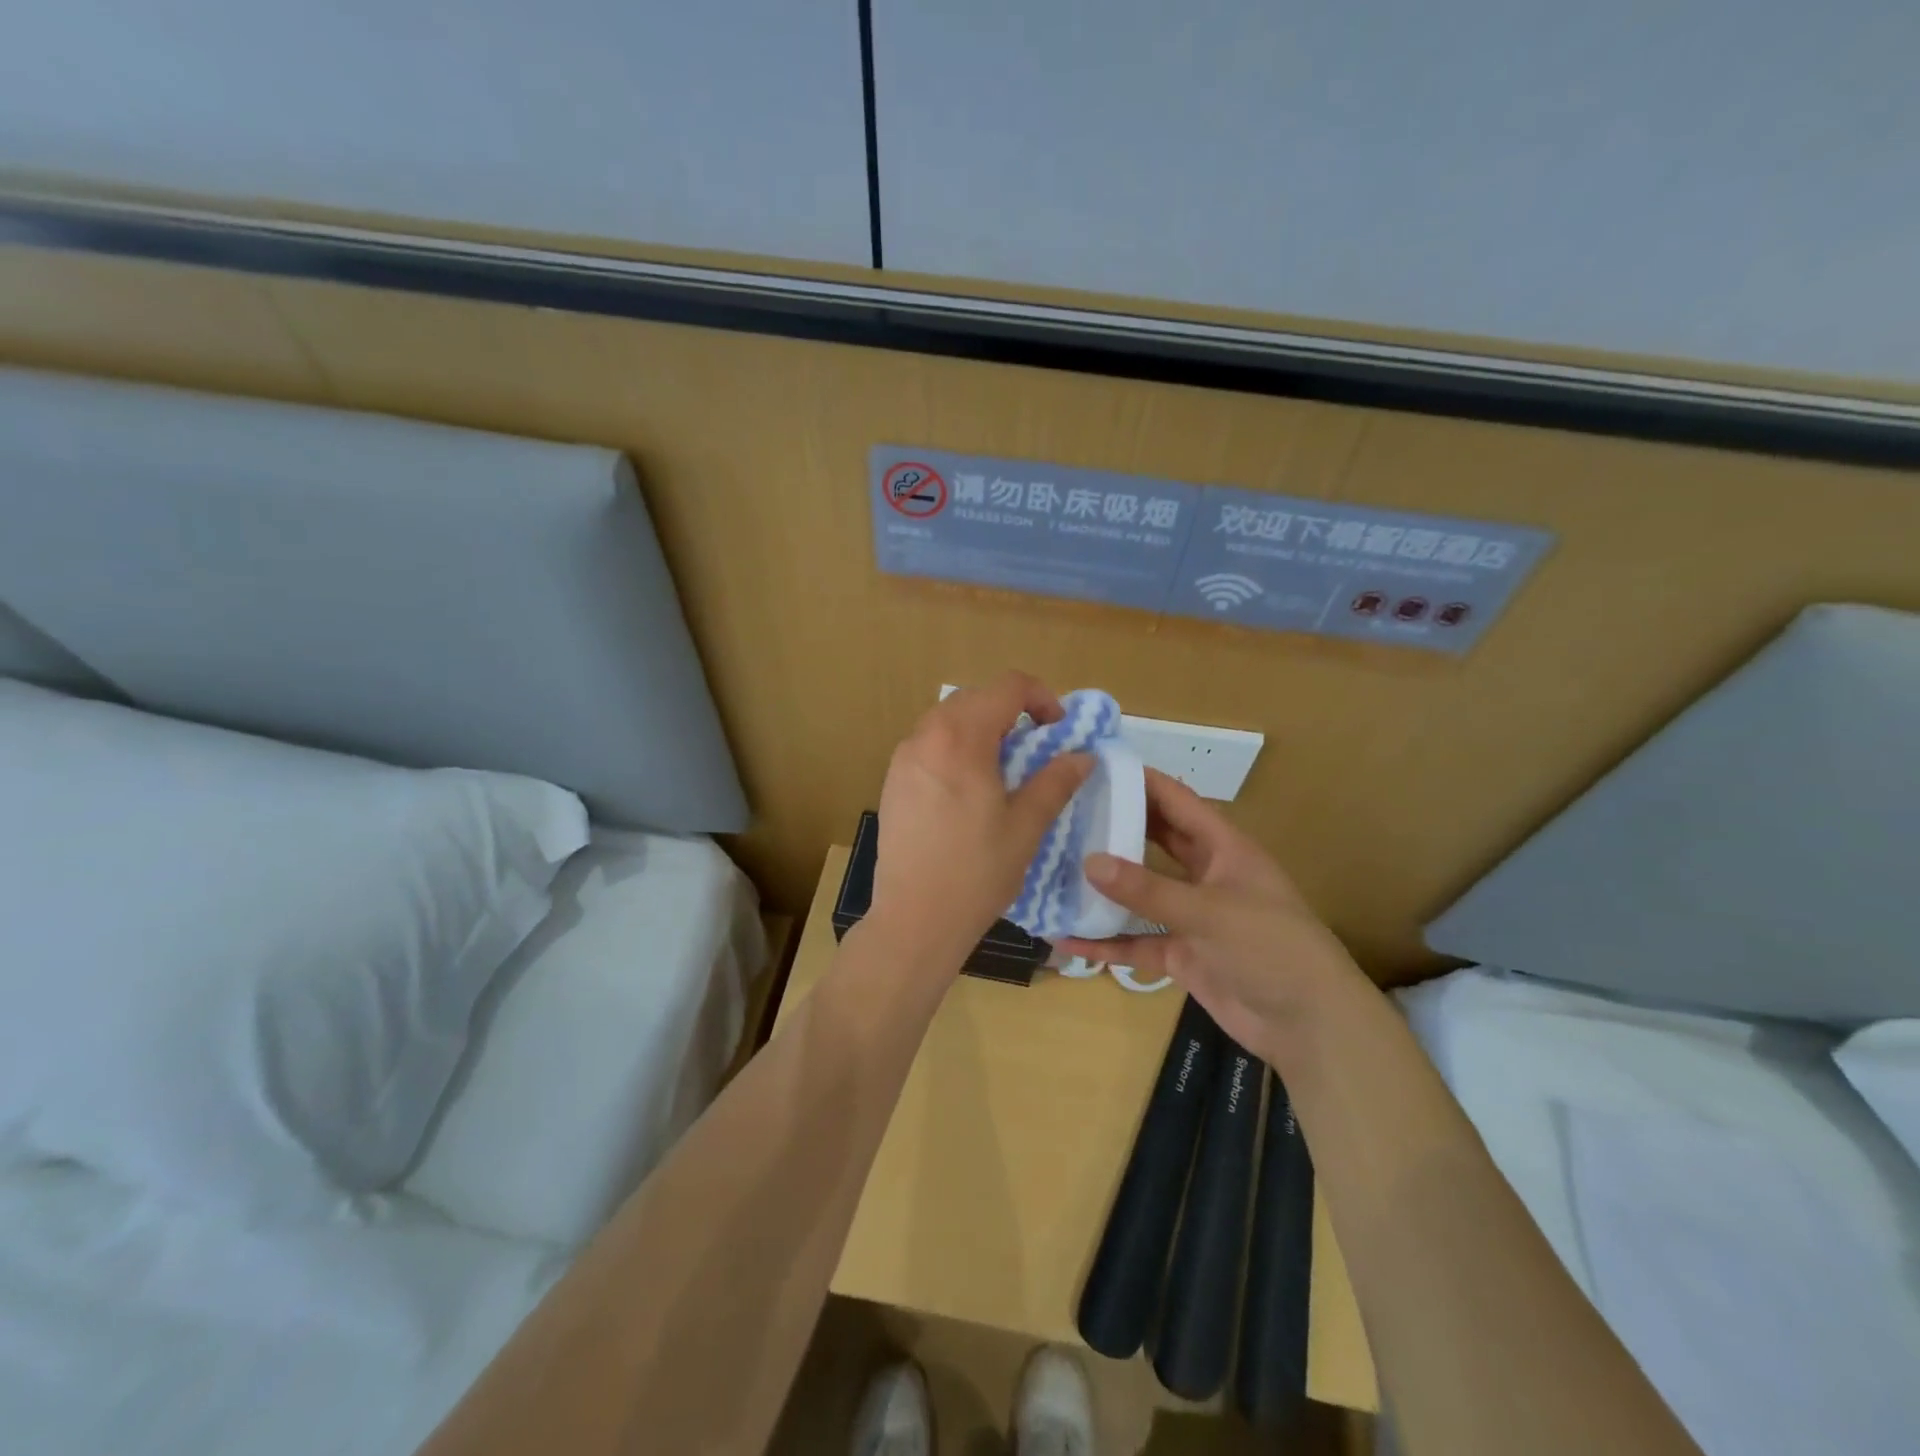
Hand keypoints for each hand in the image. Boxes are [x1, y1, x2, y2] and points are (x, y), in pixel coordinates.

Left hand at [869, 672, 1093, 972]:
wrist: (914, 919)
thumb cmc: (976, 873)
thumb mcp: (1026, 826)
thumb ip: (1056, 781)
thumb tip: (1083, 756)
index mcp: (961, 738)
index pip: (1007, 687)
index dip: (1041, 697)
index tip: (1058, 729)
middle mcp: (926, 735)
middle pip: (975, 698)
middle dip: (1011, 710)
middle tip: (1036, 746)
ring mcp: (903, 757)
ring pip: (948, 719)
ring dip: (982, 727)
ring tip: (1004, 767)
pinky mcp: (892, 780)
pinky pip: (929, 744)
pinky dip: (956, 747)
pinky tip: (969, 788)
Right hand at [1055, 769, 1367, 1062]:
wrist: (1311, 1026)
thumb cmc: (1272, 949)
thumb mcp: (1210, 912)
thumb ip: (1148, 890)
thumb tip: (1088, 862)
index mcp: (1223, 848)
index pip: (1176, 801)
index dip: (1140, 781)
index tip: (1094, 766)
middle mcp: (1204, 875)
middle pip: (1153, 841)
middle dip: (1115, 827)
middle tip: (1065, 813)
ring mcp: (1190, 917)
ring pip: (1139, 894)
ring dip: (1104, 887)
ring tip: (1055, 869)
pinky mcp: (1181, 955)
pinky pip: (1135, 942)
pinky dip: (1106, 941)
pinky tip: (1067, 938)